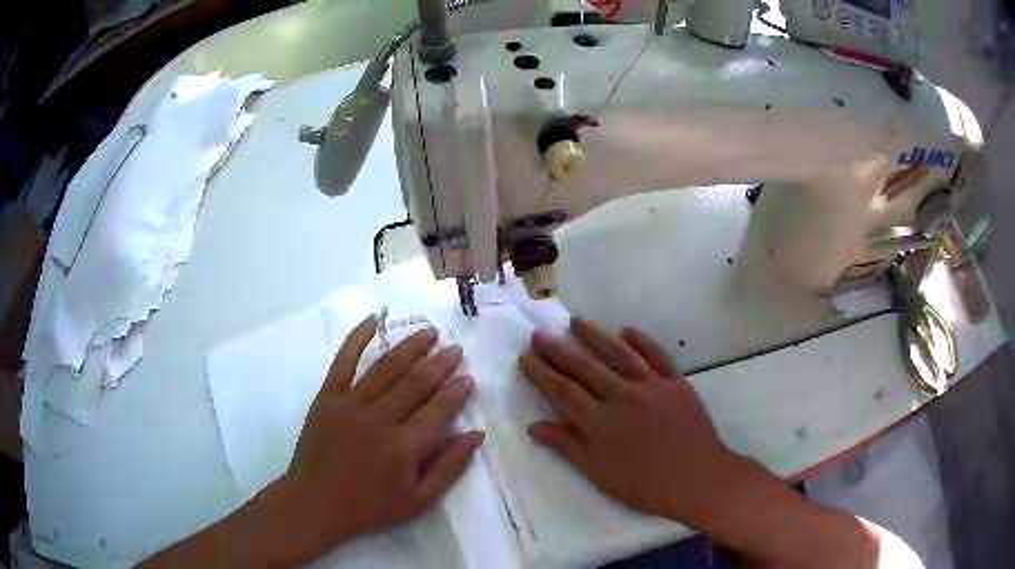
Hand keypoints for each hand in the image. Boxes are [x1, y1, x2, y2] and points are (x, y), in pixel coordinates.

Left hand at [285, 316, 483, 555]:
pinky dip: (358, 338)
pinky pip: (343, 361)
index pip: (438, 409)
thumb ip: (450, 467)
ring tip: (429, 332)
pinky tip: (373, 320)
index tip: (469, 378)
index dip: (457, 392)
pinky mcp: (327, 397)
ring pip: (386, 367)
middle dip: (439, 363)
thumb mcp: (419, 500)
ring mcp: (349, 404)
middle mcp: (379, 418)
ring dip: (410, 347)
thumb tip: (476, 434)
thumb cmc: (370, 507)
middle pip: (415, 382)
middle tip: (455, 350)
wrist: (315, 504)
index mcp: (404, 446)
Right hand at [519, 317, 740, 528]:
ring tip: (576, 321)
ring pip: (619, 353)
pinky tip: (626, 330)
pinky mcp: (676, 382)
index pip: (563, 391)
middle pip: (586, 367)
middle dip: (559, 350)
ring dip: (596, 335)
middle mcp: (623, 396)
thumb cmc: (645, 484)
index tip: (526, 357)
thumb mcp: (600, 474)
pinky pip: (656, 355)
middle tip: (540, 334)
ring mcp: (652, 385)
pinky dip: (641, 340)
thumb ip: (568, 446)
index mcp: (601, 422)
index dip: (543, 373)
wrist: (698, 479)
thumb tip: (534, 427)